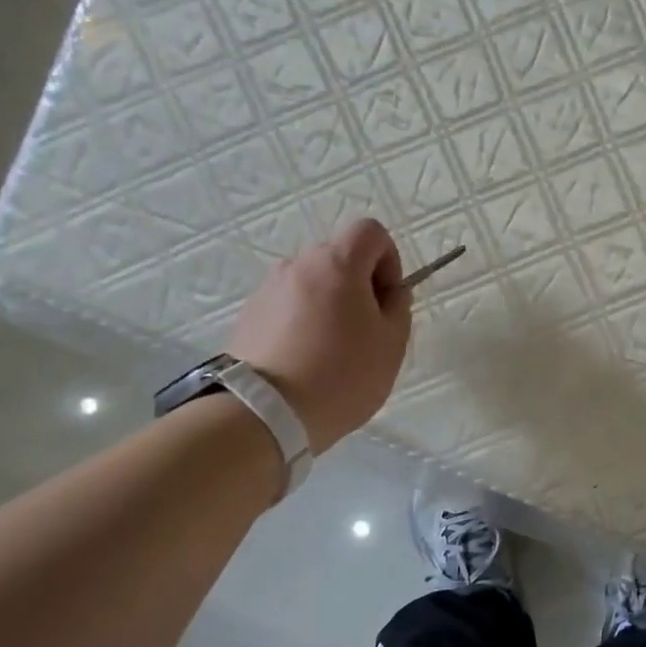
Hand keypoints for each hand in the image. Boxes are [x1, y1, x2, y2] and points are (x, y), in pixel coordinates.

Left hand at [226, 218, 411, 453]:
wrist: (262, 414)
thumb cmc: (341, 374)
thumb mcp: (392, 343)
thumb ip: (398, 307)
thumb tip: (388, 293)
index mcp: (337, 263)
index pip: (370, 231)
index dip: (388, 259)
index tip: (387, 299)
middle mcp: (298, 265)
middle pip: (338, 257)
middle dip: (358, 284)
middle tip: (365, 330)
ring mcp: (267, 290)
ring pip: (311, 283)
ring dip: (328, 304)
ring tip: (331, 350)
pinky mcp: (247, 317)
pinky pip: (287, 307)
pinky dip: (301, 322)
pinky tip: (304, 361)